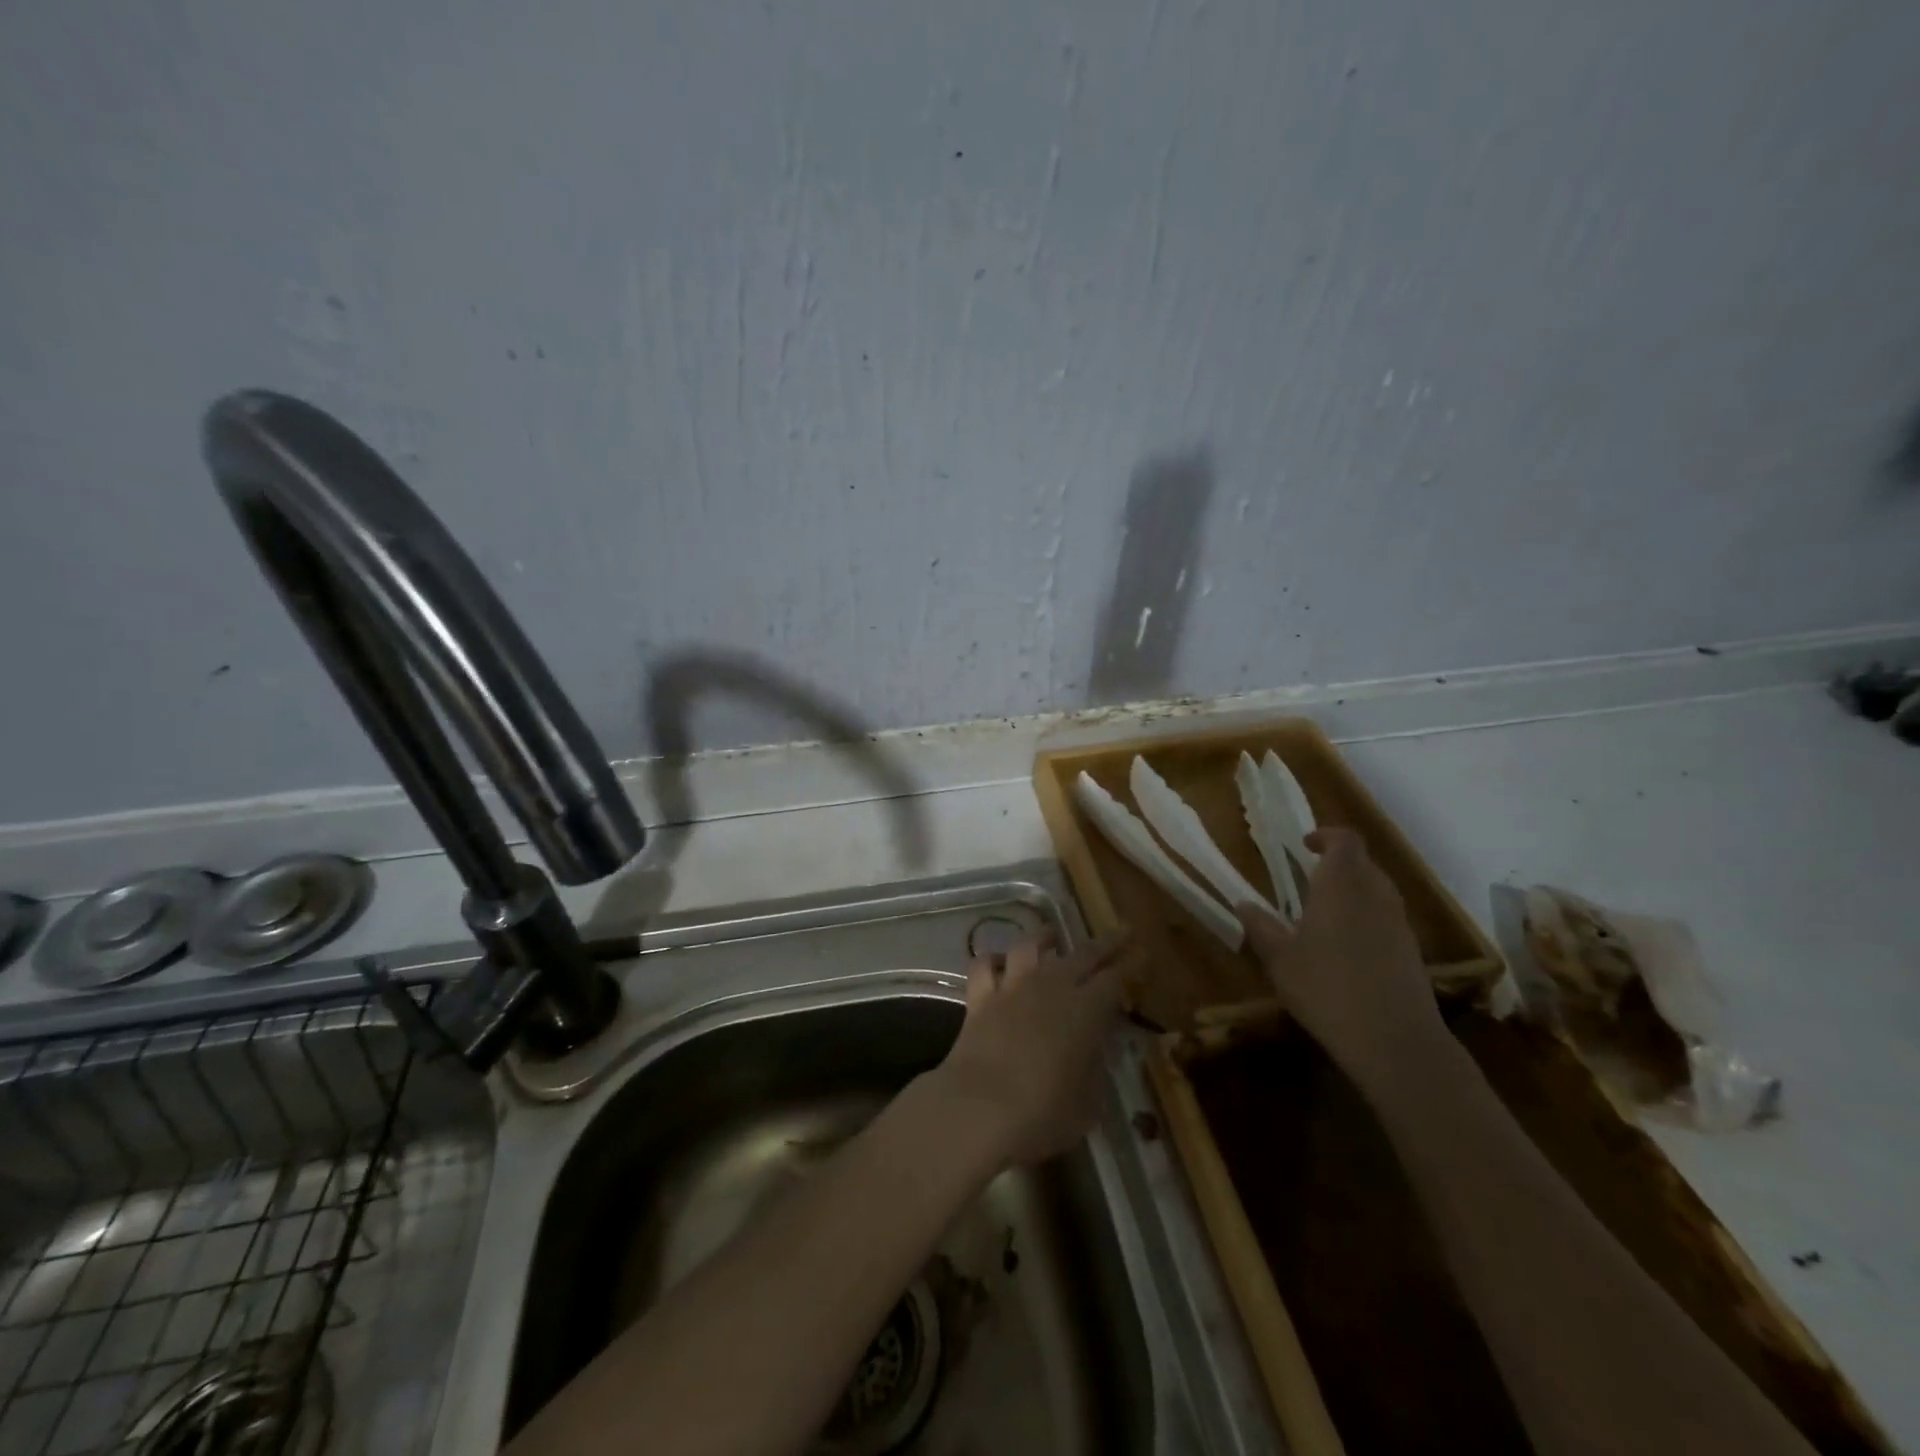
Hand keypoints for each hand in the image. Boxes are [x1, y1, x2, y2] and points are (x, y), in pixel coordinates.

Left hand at [930, 928, 1138, 1167]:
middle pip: (1083, 954)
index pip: (1116, 978)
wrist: (980, 1109)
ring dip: (1044, 938)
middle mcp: (1051, 987)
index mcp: (1087, 1010)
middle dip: (1106, 943)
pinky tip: (998, 962)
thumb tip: (1094, 1051)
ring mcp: (1013, 988)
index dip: (1132, 965)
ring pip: (1030, 947)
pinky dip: (992, 960)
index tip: (1143, 954)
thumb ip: (1094, 1068)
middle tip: (1121, 933)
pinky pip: (984, 966)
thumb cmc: (1045, 1113)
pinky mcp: (980, 999)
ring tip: (1052, 935)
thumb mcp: (1089, 1101)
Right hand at [1236, 827, 1445, 1088]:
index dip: (1326, 836)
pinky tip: (1345, 948)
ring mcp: (1399, 923)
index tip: (1304, 845)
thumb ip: (1261, 927)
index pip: (1344, 840)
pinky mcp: (1412, 951)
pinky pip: (1387, 917)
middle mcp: (1375, 894)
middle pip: (1363, 862)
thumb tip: (1242, 903)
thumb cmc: (1326, 988)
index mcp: (1342, 884)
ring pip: (1377, 889)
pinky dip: (1366, 918)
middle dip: (1337, 863)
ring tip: (1324, 912)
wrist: (1394, 1041)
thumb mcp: (1280, 959)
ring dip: (1353, 890)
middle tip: (1308, 879)